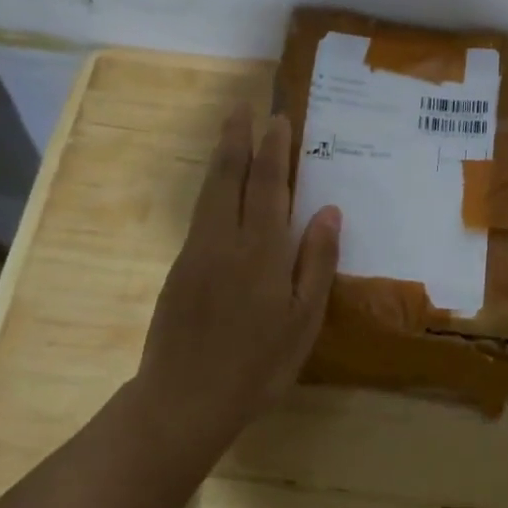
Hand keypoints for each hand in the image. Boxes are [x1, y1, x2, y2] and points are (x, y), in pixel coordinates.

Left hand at [132, 107, 341, 450]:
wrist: (184, 400)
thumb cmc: (257, 365)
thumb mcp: (302, 320)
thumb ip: (316, 262)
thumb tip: (329, 211)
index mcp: (262, 251)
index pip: (270, 187)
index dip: (274, 151)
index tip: (278, 119)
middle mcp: (225, 241)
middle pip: (230, 178)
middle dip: (238, 139)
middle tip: (243, 107)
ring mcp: (196, 253)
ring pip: (210, 193)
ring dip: (222, 157)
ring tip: (229, 131)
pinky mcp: (178, 270)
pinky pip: (200, 216)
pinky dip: (212, 189)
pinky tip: (219, 190)